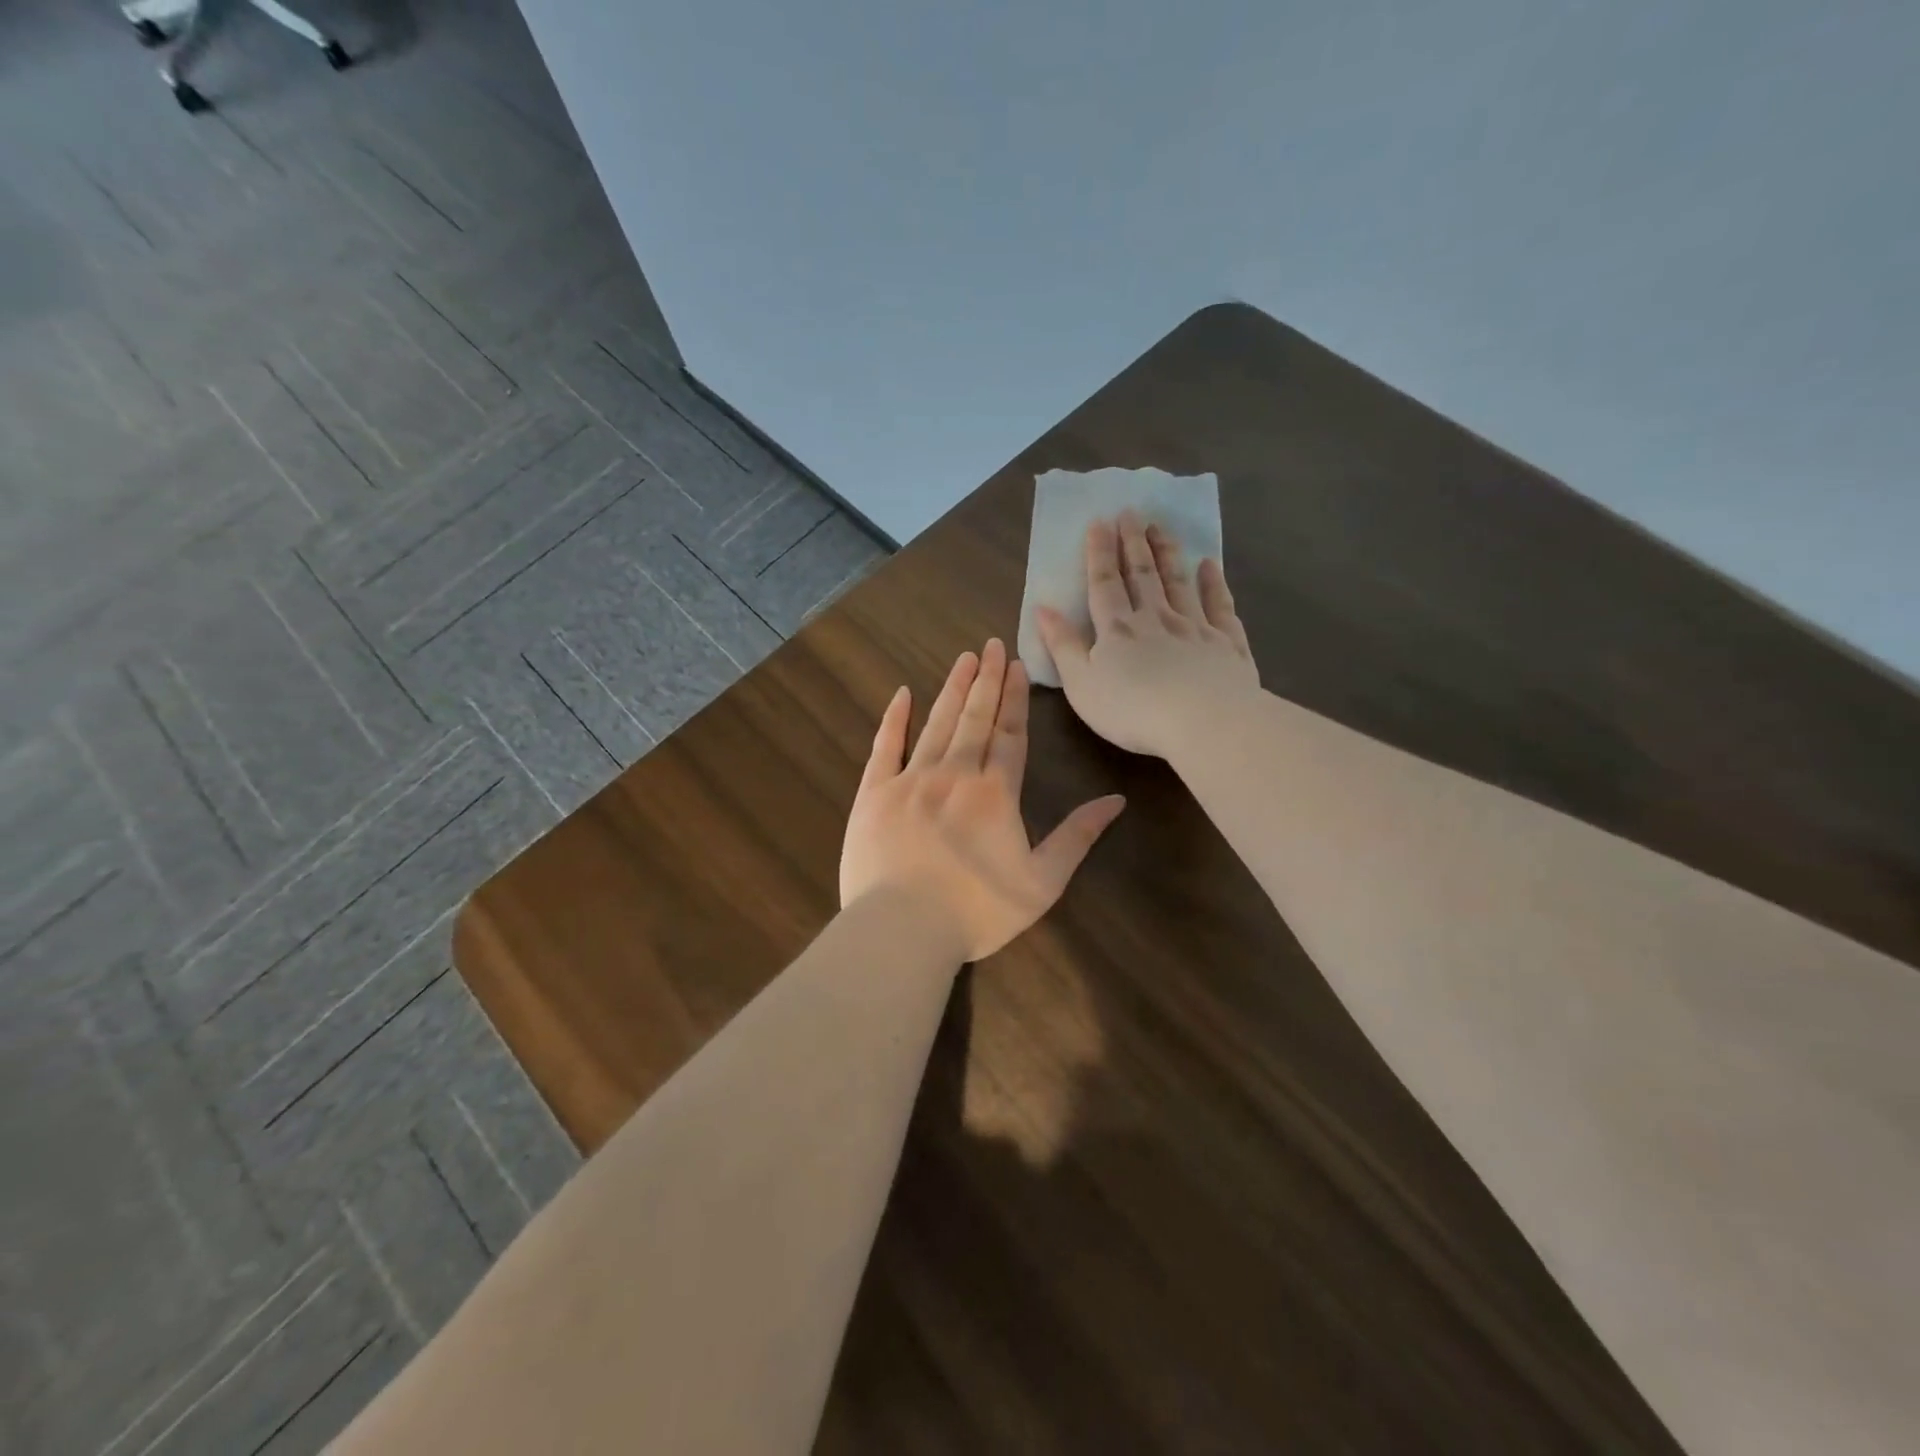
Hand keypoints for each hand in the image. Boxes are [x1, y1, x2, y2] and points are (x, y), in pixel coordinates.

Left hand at [840, 639, 1125, 962]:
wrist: (902, 929)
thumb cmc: (977, 911)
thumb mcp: (1042, 882)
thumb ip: (1077, 837)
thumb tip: (1115, 800)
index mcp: (996, 792)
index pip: (1010, 734)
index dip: (1015, 698)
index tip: (1017, 665)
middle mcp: (954, 774)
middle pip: (975, 718)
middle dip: (986, 679)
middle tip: (992, 645)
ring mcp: (910, 780)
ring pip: (937, 723)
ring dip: (953, 689)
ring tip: (964, 658)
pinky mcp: (874, 794)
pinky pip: (885, 747)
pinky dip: (895, 719)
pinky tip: (903, 694)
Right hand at [1036, 510, 1260, 759]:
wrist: (1204, 722)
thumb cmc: (1132, 710)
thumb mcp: (1081, 684)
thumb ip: (1062, 645)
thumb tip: (1042, 608)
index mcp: (1117, 630)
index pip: (1104, 583)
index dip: (1099, 553)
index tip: (1100, 522)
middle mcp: (1156, 618)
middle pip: (1142, 575)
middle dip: (1133, 543)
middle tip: (1131, 512)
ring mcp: (1195, 627)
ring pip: (1178, 582)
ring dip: (1167, 554)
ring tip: (1161, 527)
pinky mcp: (1227, 643)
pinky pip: (1219, 605)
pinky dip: (1213, 583)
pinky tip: (1209, 565)